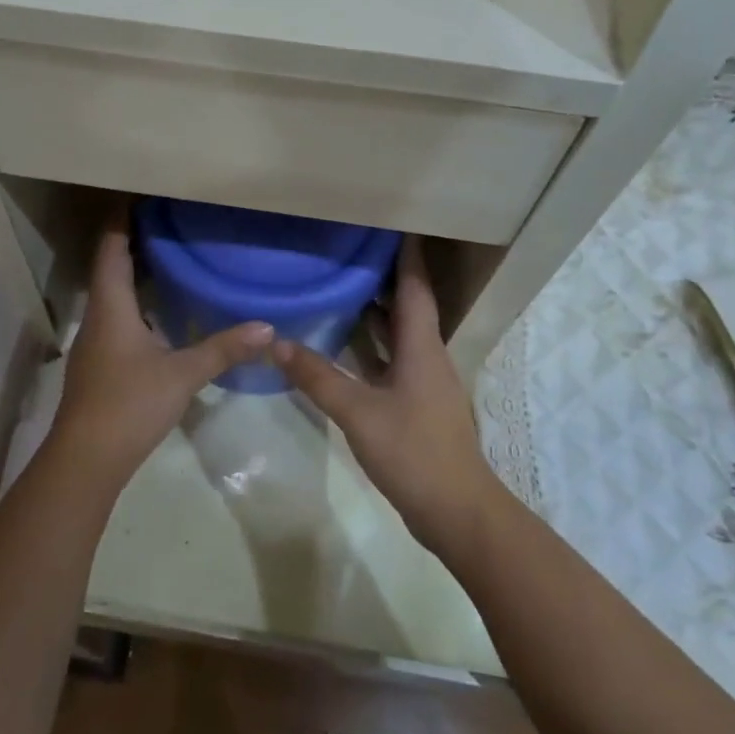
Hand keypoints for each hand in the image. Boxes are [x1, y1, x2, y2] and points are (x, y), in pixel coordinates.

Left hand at [44, 209, 274, 491]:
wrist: (86, 459)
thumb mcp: (182, 374)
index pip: (112, 249)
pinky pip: (116, 317)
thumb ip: (223, 349)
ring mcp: (95, 342)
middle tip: (165, 220)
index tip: (138, 195)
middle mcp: (97, 316)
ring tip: (166, 256)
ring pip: (112, 294)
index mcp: (111, 307)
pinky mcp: (99, 363)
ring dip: (132, 272)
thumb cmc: (129, 404)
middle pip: (109, 266)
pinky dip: (135, 302)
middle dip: (131, 240)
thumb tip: (266, 327)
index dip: (121, 220)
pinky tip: (159, 311)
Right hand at [271, 237, 505, 553]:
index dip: (406, 254)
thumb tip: (277, 343)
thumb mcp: (358, 412)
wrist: (456, 510)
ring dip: (377, 310)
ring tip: (343, 286)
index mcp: (421, 347)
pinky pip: (393, 360)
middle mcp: (427, 356)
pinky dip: (372, 346)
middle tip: (350, 250)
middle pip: (408, 305)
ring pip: (400, 334)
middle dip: (385, 276)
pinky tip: (346, 346)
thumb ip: (318, 377)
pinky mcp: (417, 405)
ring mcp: (424, 382)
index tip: (392, 223)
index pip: (415, 287)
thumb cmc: (413, 451)